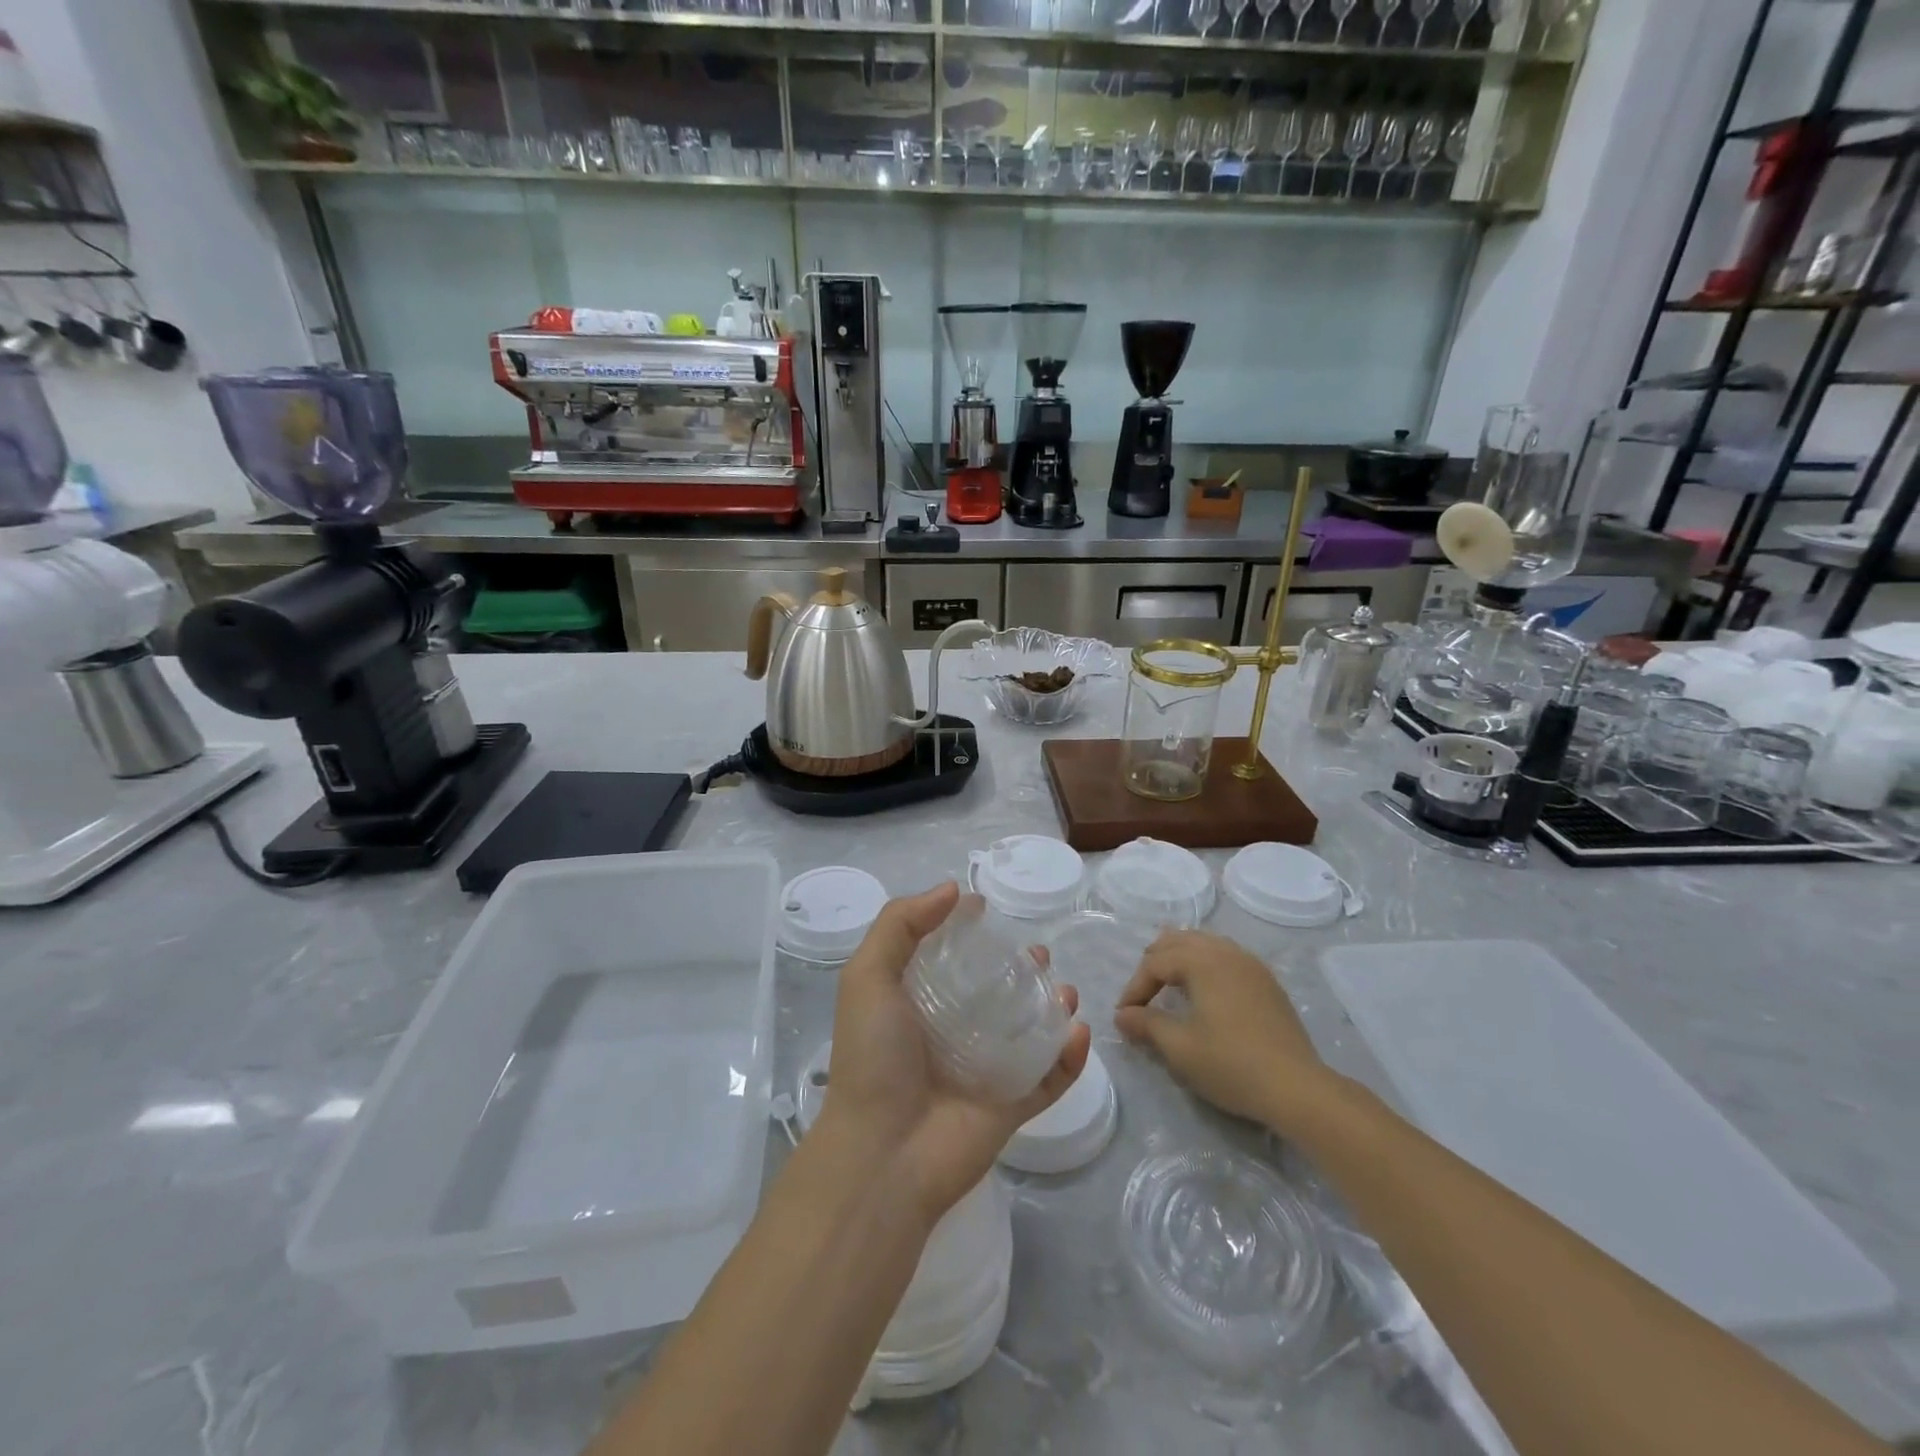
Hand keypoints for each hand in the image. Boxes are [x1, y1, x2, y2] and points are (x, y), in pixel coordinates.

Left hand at [818, 881, 1091, 1226]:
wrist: (883, 1155)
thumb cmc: (874, 1058)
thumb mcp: (868, 976)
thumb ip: (900, 925)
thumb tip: (951, 889)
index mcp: (914, 1005)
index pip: (946, 960)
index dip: (965, 931)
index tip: (986, 909)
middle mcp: (949, 1034)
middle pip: (994, 993)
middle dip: (1018, 969)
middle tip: (1037, 953)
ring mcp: (983, 1073)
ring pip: (1027, 1033)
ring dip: (1051, 1008)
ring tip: (1064, 989)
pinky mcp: (1009, 1107)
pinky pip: (1048, 1079)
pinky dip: (1069, 1057)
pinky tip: (1079, 1031)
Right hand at [1114, 929, 1336, 1133]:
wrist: (1297, 1088)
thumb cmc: (1231, 1064)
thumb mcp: (1179, 1048)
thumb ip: (1146, 1024)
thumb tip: (1122, 1015)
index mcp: (1202, 961)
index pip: (1155, 962)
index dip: (1135, 987)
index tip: (1124, 1016)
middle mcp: (1226, 952)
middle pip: (1180, 940)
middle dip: (1155, 962)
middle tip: (1142, 992)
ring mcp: (1251, 964)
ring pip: (1206, 944)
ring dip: (1181, 958)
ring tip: (1169, 983)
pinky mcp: (1267, 982)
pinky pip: (1227, 956)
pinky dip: (1206, 963)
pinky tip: (1205, 989)